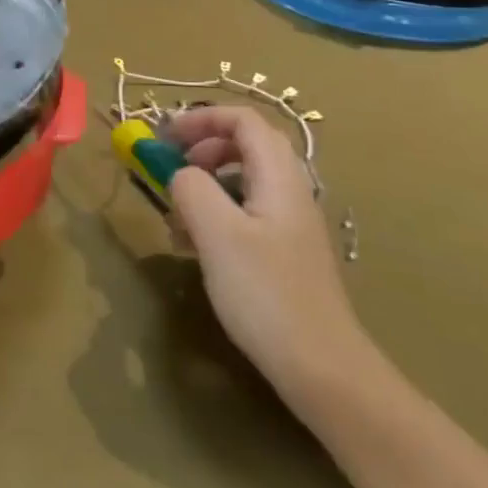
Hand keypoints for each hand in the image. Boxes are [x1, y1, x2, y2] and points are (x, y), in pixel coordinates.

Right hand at [166, 106, 370, 410]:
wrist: (323, 368)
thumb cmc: (266, 294)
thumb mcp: (217, 234)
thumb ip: (192, 188)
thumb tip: (181, 173)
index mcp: (279, 177)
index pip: (244, 120)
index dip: (202, 118)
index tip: (164, 136)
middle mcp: (291, 191)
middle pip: (247, 144)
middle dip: (204, 146)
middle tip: (171, 166)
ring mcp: (291, 223)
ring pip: (246, 179)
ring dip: (208, 181)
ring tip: (179, 211)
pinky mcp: (286, 252)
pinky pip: (248, 211)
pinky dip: (218, 211)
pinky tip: (198, 245)